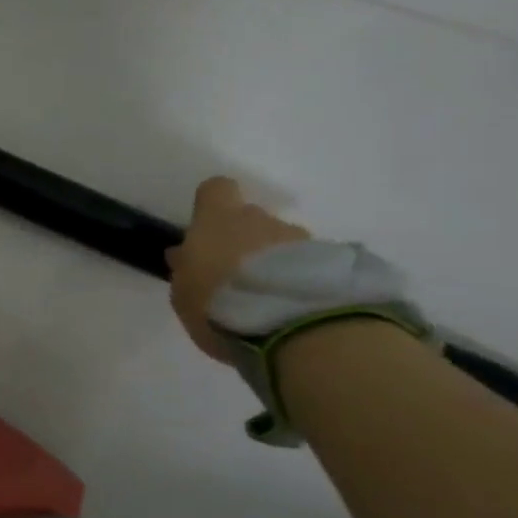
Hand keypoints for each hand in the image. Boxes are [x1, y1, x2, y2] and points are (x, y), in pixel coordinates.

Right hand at [167, 177, 309, 360]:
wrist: (294, 327)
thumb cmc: (218, 303)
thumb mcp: (183, 292)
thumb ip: (185, 268)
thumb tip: (185, 254)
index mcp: (217, 220)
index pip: (216, 190)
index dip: (211, 205)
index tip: (205, 228)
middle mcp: (261, 220)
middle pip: (251, 218)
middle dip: (244, 240)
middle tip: (235, 275)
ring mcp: (301, 239)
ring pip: (282, 241)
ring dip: (274, 261)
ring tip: (268, 297)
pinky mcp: (334, 262)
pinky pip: (310, 263)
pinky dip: (300, 278)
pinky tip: (293, 305)